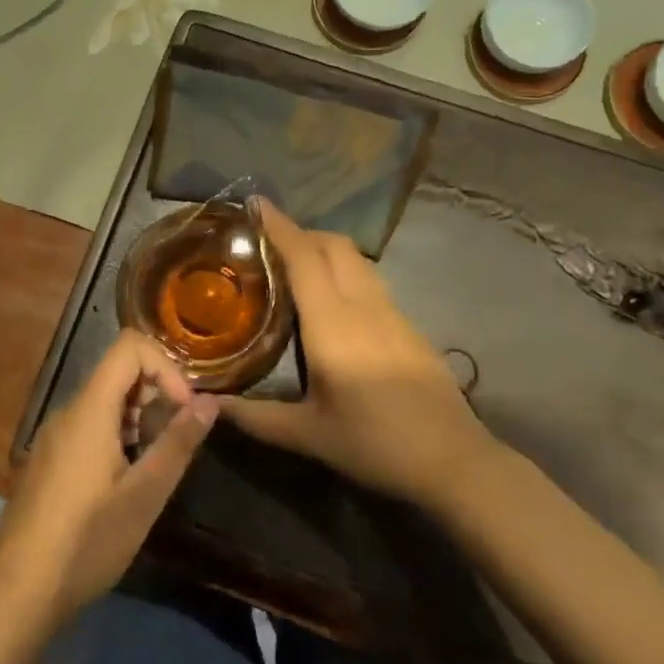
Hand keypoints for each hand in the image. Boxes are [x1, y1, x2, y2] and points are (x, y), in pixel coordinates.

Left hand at [0, 330, 216, 624]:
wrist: (15, 593)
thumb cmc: (86, 542)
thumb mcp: (144, 496)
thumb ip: (178, 443)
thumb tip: (210, 401)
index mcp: (89, 410)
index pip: (128, 347)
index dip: (165, 366)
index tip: (184, 408)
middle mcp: (67, 412)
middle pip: (117, 373)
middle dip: (156, 394)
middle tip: (174, 442)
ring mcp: (52, 436)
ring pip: (104, 402)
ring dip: (138, 419)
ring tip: (152, 468)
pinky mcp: (47, 460)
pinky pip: (88, 426)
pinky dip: (116, 436)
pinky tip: (123, 484)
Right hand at [223, 202, 491, 506]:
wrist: (454, 460)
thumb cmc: (375, 444)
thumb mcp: (309, 435)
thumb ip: (255, 418)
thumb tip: (209, 405)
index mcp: (333, 324)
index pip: (304, 257)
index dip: (280, 226)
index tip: (256, 203)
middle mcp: (363, 306)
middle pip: (334, 245)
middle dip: (301, 231)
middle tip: (268, 243)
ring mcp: (392, 312)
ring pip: (356, 259)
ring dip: (325, 249)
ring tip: (296, 265)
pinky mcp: (408, 325)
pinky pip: (370, 280)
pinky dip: (344, 271)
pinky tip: (333, 302)